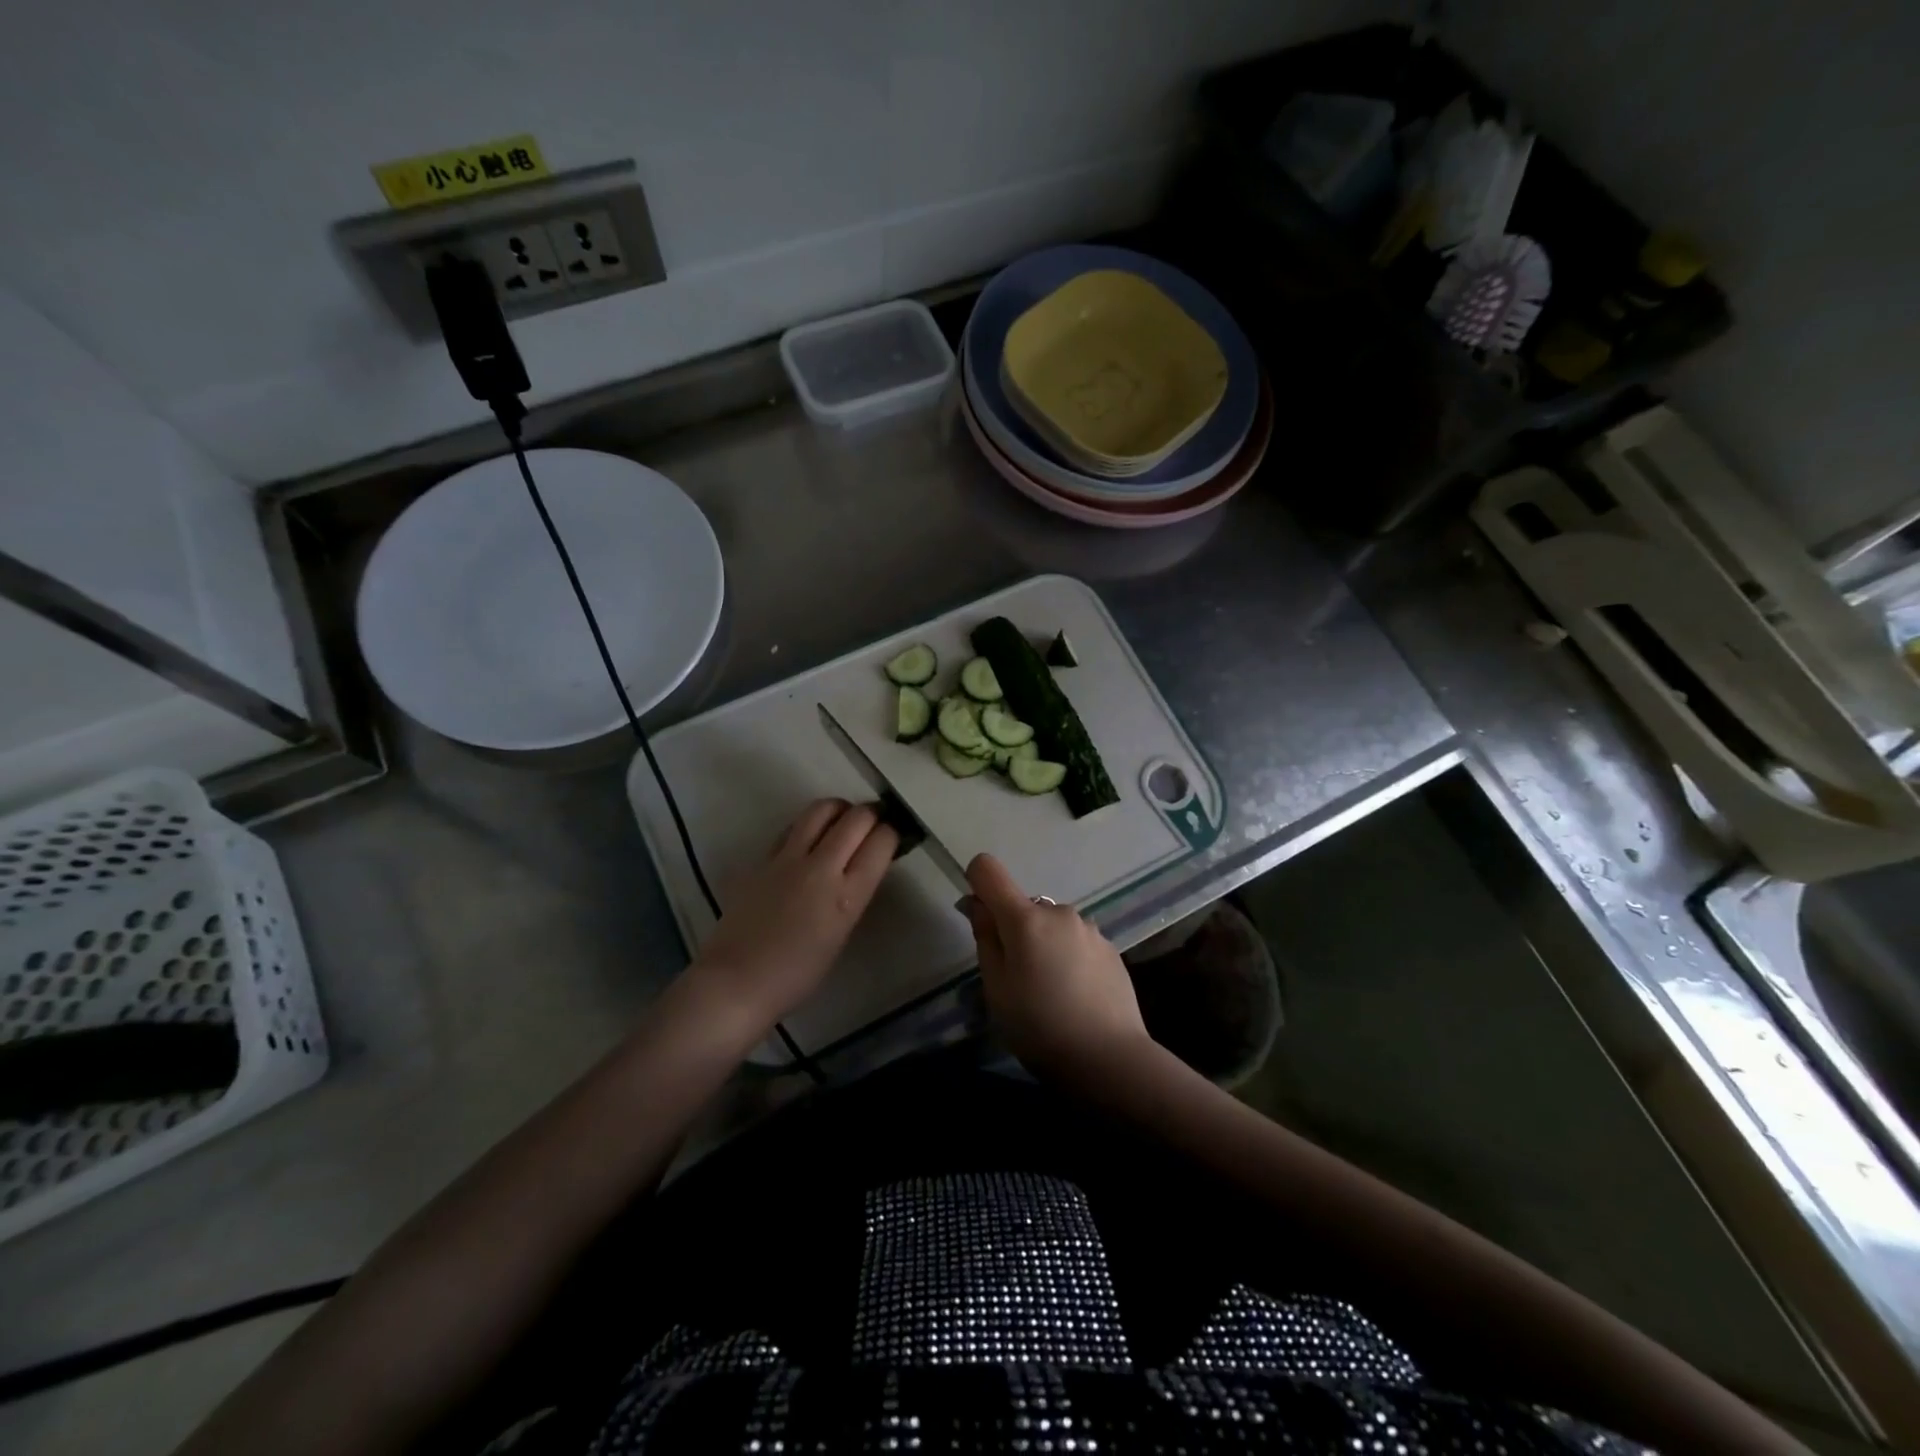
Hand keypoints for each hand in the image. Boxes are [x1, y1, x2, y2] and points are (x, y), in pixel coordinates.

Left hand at [691, 799, 897, 1030]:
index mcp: (847, 896)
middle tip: (874, 822)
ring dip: (839, 809)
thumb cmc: (797, 974)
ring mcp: (788, 859)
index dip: (892, 833)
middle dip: (871, 814)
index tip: (892, 835)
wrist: (736, 981)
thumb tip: (862, 867)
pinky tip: (809, 837)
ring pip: (821, 809)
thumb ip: (853, 895)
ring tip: (843, 820)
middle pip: (856, 818)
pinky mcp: (762, 858)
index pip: (881, 842)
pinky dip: (809, 824)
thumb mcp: (841, 934)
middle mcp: (821, 868)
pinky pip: (793, 826)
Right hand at [962, 853, 1153, 1086]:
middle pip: (1023, 906)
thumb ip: (985, 937)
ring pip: (1052, 925)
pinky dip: (1068, 958)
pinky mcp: (1110, 949)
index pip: (988, 869)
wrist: (1109, 1059)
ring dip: (1044, 945)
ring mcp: (1089, 929)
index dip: (976, 884)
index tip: (979, 918)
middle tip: (1017, 978)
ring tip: (1050, 992)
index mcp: (1025, 918)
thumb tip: (976, 903)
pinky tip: (1075, 996)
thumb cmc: (1039, 1026)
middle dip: (1014, 930)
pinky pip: (1076, 942)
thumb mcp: (996, 988)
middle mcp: (1059, 912)